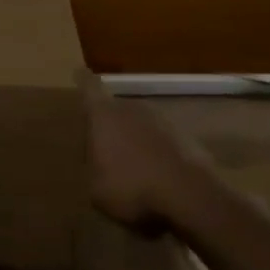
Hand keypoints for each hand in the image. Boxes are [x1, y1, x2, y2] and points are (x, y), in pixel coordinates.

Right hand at [82, 72, 204, 231]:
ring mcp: (162, 120)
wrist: (189, 196)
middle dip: (110, 125)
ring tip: (133, 168)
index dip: (83, 81)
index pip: (89, 88)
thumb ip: (93, 168)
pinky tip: (157, 178)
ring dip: (136, 140)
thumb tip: (98, 163)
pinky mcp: (187, 137)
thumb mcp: (95, 188)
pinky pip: (163, 142)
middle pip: (116, 109)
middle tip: (105, 148)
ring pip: (141, 125)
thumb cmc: (130, 187)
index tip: (80, 73)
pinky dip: (158, 154)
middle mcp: (132, 108)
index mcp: (104, 115)